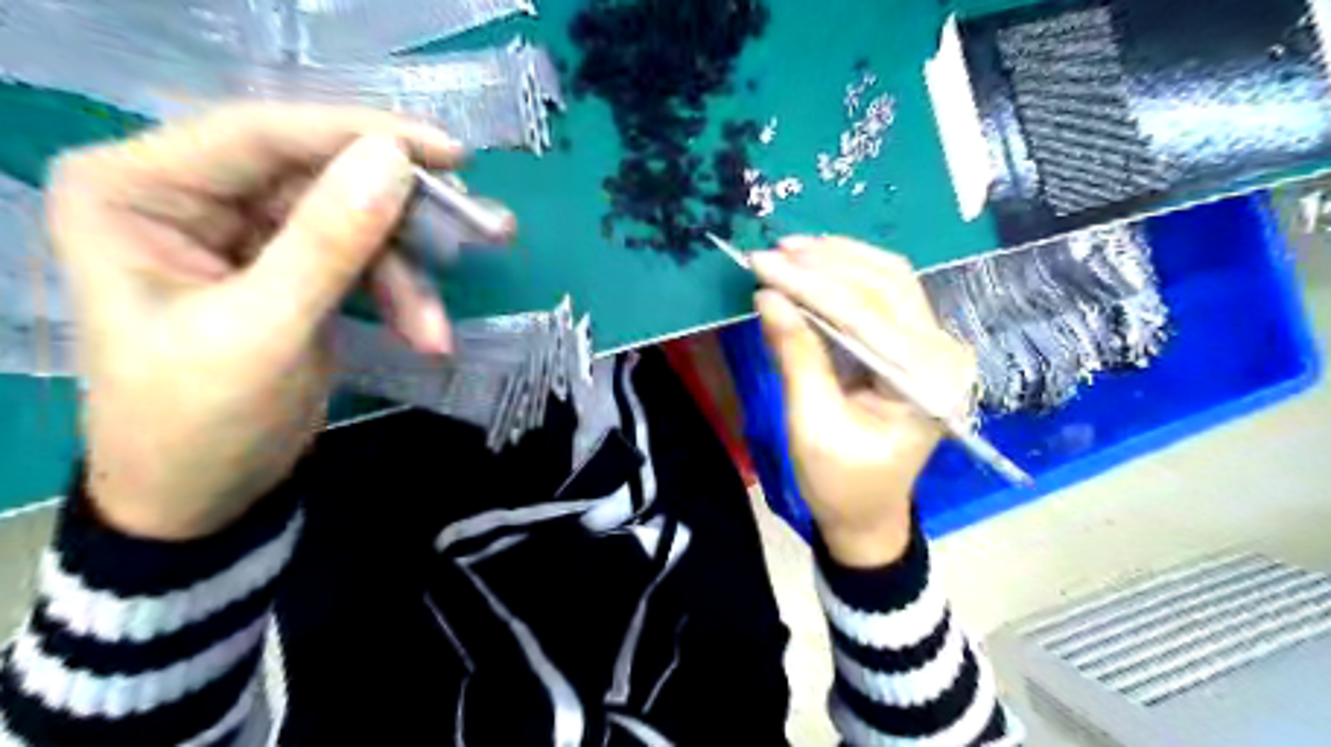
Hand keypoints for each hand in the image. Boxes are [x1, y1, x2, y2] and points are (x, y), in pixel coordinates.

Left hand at [46, 103, 471, 535]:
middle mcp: (192, 195)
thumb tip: (394, 159)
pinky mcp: (293, 267)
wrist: (206, 495)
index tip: (451, 155)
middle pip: (323, 178)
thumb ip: (329, 242)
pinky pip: (365, 261)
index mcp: (140, 189)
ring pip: (357, 224)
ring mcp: (248, 232)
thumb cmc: (200, 420)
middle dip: (406, 216)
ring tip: (438, 329)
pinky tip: (427, 336)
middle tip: (486, 227)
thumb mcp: (266, 330)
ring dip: (409, 276)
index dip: (362, 135)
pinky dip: (403, 297)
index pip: (262, 135)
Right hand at [748, 235, 975, 568]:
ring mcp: (934, 346)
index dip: (810, 284)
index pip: (866, 315)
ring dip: (838, 261)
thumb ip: (795, 356)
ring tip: (789, 250)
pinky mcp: (916, 345)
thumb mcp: (811, 424)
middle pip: (887, 284)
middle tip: (772, 251)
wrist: (868, 513)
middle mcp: (943, 354)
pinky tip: (813, 267)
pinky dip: (846, 277)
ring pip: (889, 280)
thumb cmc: (840, 483)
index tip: (762, 262)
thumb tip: (768, 296)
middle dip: (825, 263)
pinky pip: (884, 297)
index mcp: (926, 382)